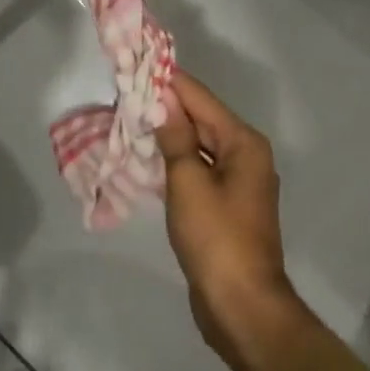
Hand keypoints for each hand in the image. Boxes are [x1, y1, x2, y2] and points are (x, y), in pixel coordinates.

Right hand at [155, 71, 301, 358]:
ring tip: (130, 118)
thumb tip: (163, 100)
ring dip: (168, 133)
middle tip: (125, 92)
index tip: (137, 64)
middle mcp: (245, 155)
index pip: (199, 98)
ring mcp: (237, 182)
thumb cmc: (215, 238)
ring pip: (197, 145)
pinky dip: (175, 160)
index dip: (168, 81)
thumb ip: (175, 136)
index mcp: (243, 143)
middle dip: (165, 106)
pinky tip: (148, 156)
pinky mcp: (225, 205)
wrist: (241, 306)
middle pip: (201, 119)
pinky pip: (197, 169)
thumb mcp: (188, 182)